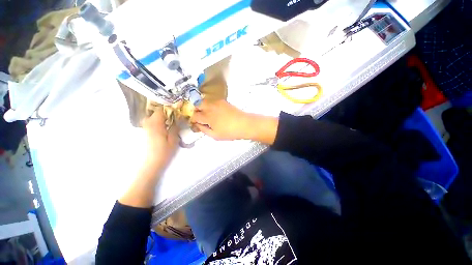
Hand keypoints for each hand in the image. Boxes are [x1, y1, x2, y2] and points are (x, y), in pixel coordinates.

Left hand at [142, 109, 178, 168]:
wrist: (151, 163)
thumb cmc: (164, 152)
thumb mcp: (173, 139)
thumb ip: (175, 127)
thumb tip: (177, 118)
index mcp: (155, 124)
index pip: (161, 110)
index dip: (169, 109)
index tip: (177, 111)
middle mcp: (148, 123)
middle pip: (156, 112)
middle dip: (165, 113)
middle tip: (175, 117)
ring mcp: (144, 128)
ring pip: (153, 117)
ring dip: (161, 117)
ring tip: (170, 122)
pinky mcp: (144, 132)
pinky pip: (151, 122)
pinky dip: (157, 122)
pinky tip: (164, 128)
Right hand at [190, 100, 250, 139]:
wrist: (244, 124)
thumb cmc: (230, 132)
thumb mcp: (215, 135)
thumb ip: (204, 130)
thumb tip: (197, 125)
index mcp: (207, 116)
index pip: (194, 116)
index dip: (193, 120)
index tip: (195, 123)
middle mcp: (210, 107)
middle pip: (197, 105)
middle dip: (196, 111)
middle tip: (199, 118)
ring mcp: (217, 102)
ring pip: (204, 101)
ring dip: (202, 107)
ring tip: (206, 115)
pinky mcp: (223, 101)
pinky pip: (212, 101)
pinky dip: (209, 105)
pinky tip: (214, 112)